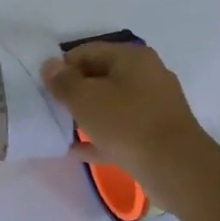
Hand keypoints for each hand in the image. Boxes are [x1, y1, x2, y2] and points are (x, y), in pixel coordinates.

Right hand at [41, 40, 204, 187]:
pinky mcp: (156, 134)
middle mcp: (147, 75)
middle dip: (73, 91)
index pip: (87, 52)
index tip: (43, 86)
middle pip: (100, 77)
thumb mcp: (84, 99)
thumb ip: (62, 81)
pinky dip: (99, 136)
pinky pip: (120, 130)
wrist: (176, 168)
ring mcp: (154, 106)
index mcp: (133, 58)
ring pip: (110, 105)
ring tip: (59, 127)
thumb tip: (50, 66)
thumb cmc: (127, 124)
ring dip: (85, 115)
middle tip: (50, 107)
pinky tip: (75, 149)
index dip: (62, 67)